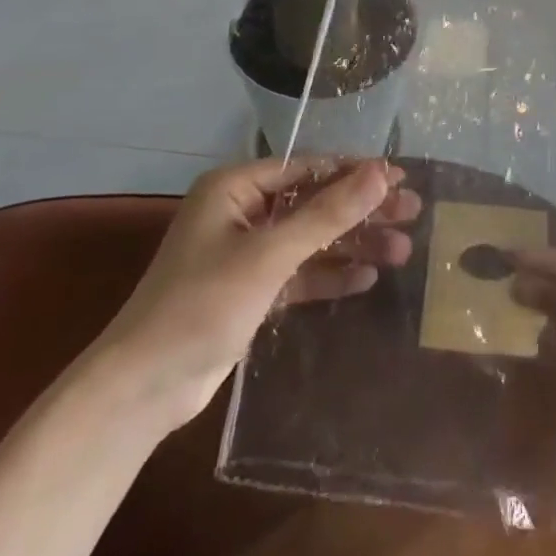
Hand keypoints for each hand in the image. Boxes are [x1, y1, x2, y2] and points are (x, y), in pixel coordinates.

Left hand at [90, 157, 420, 429]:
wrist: (143, 388)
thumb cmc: (202, 304)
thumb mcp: (270, 254)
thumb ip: (328, 214)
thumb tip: (382, 173)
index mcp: (235, 188)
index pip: (307, 168)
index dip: (355, 172)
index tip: (401, 178)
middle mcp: (240, 213)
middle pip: (314, 203)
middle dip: (361, 210)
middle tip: (412, 212)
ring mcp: (245, 254)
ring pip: (310, 240)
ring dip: (353, 244)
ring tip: (402, 250)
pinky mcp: (250, 291)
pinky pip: (300, 273)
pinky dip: (330, 275)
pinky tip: (367, 278)